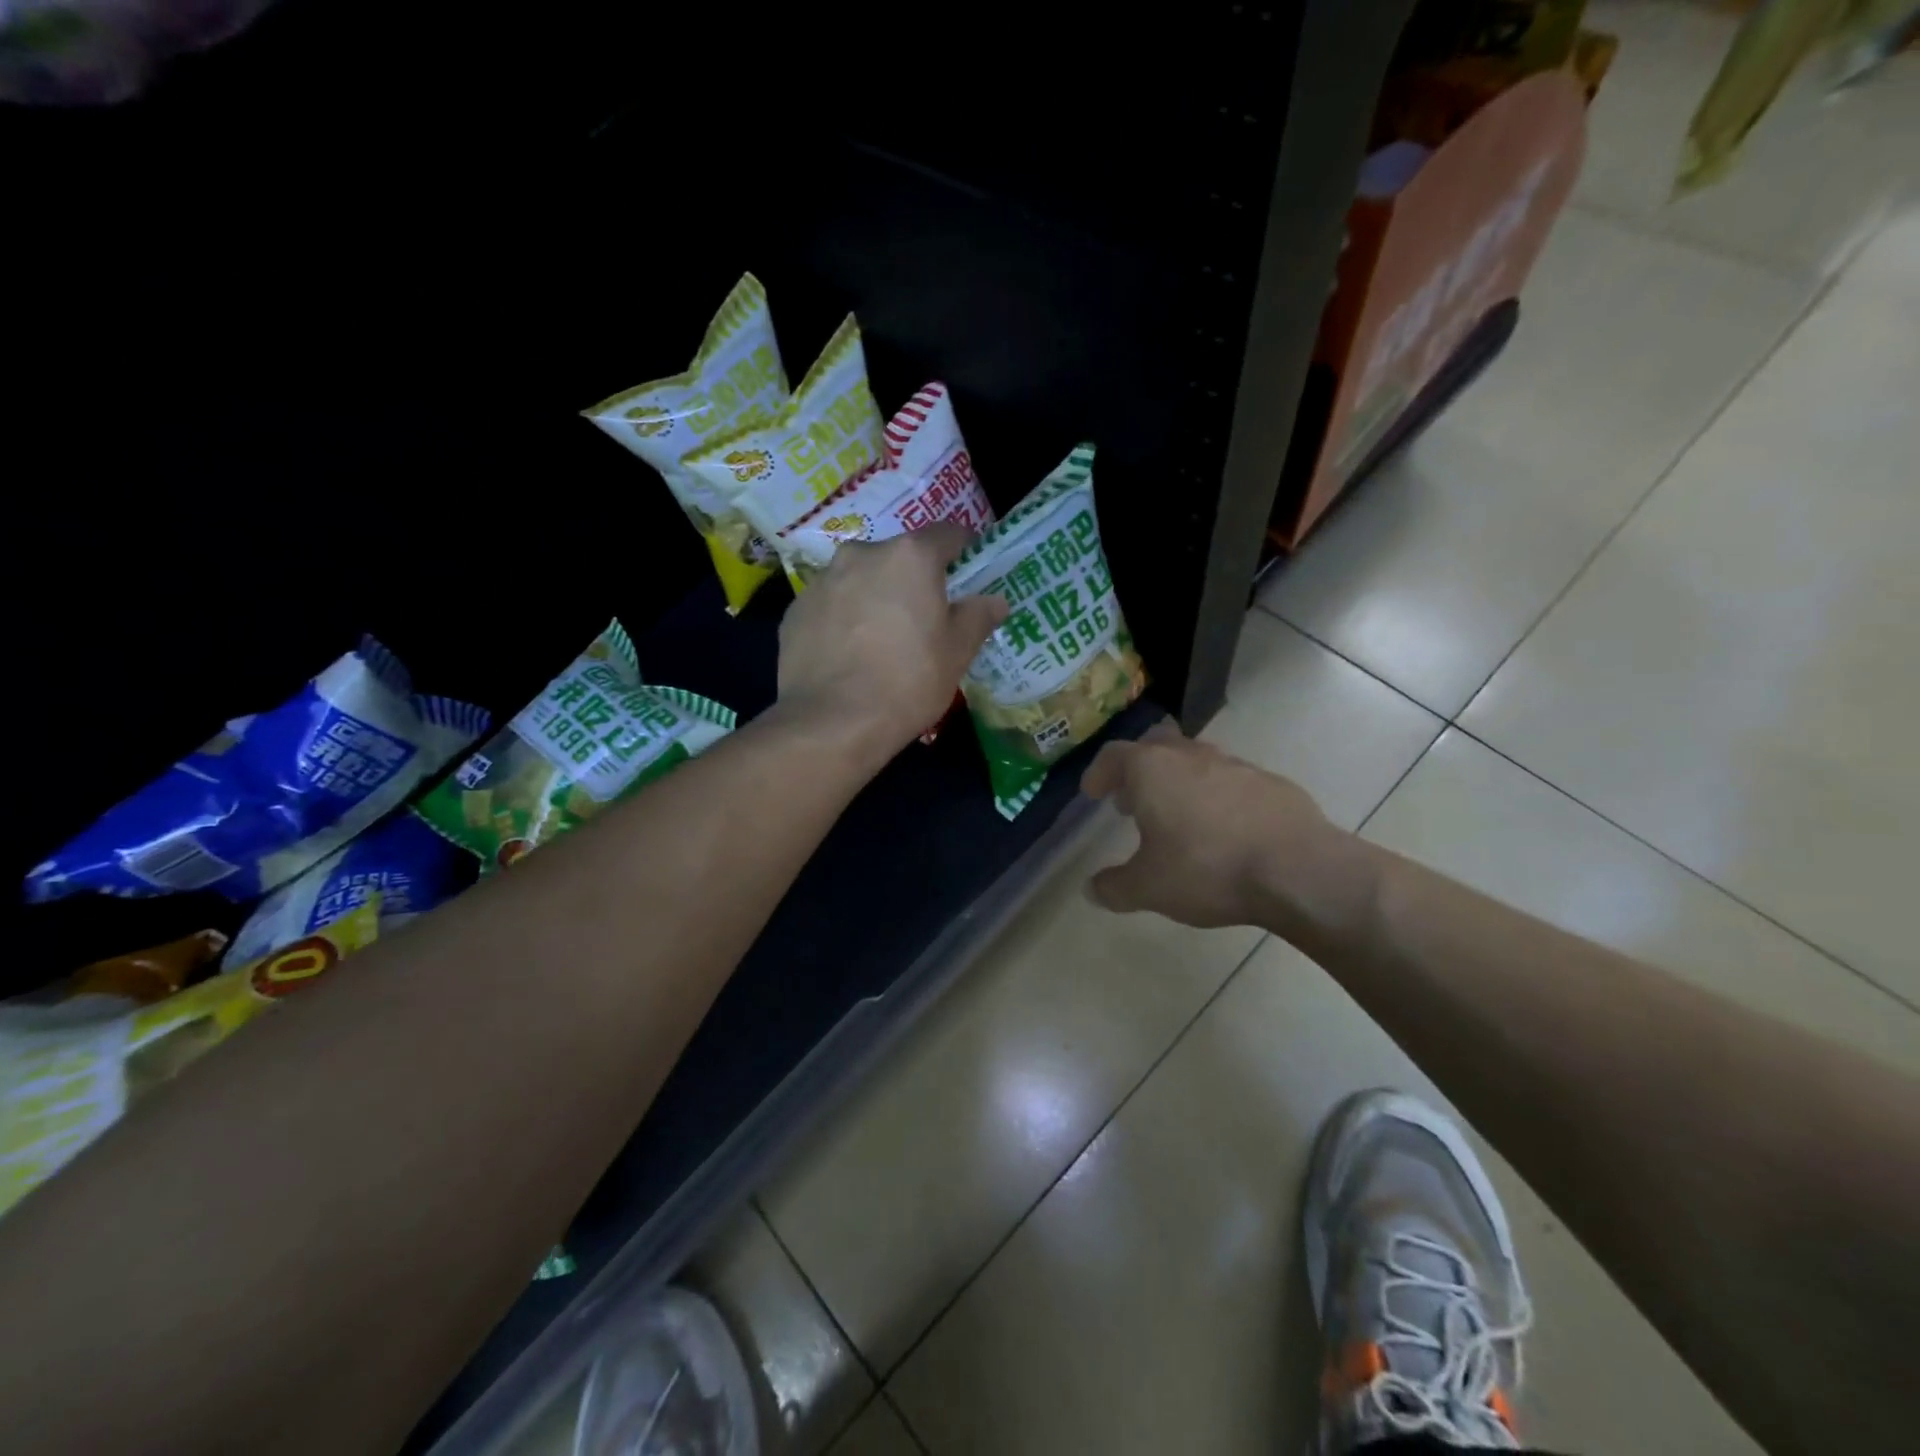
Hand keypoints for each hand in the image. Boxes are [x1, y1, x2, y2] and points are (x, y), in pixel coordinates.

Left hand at [777, 524, 1008, 764]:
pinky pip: (831, 605)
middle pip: (899, 556)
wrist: (831, 722)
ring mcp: (823, 581)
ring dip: (876, 597)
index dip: (964, 551)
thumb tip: (995, 600)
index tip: (970, 574)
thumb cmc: (907, 682)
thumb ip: (978, 617)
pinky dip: (844, 619)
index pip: (948, 534)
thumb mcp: (957, 653)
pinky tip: (850, 655)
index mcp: (910, 556)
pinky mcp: (795, 611)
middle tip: (925, 618)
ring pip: (861, 579)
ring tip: (883, 640)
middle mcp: (862, 554)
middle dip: (914, 580)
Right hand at [1081, 728, 1370, 935]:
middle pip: (1155, 746)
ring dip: (1178, 781)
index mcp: (1152, 769)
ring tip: (1176, 816)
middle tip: (1132, 801)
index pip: (1114, 756)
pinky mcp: (1272, 782)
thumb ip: (1114, 887)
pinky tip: (1223, 830)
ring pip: (1196, 761)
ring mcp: (1235, 765)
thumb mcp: (1148, 888)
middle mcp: (1191, 756)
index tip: (1093, 793)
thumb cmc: (1207, 869)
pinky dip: (1217, 796)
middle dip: (1138, 770)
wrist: (1298, 870)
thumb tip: (1091, 890)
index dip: (1099, 773)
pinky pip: (1231, 781)